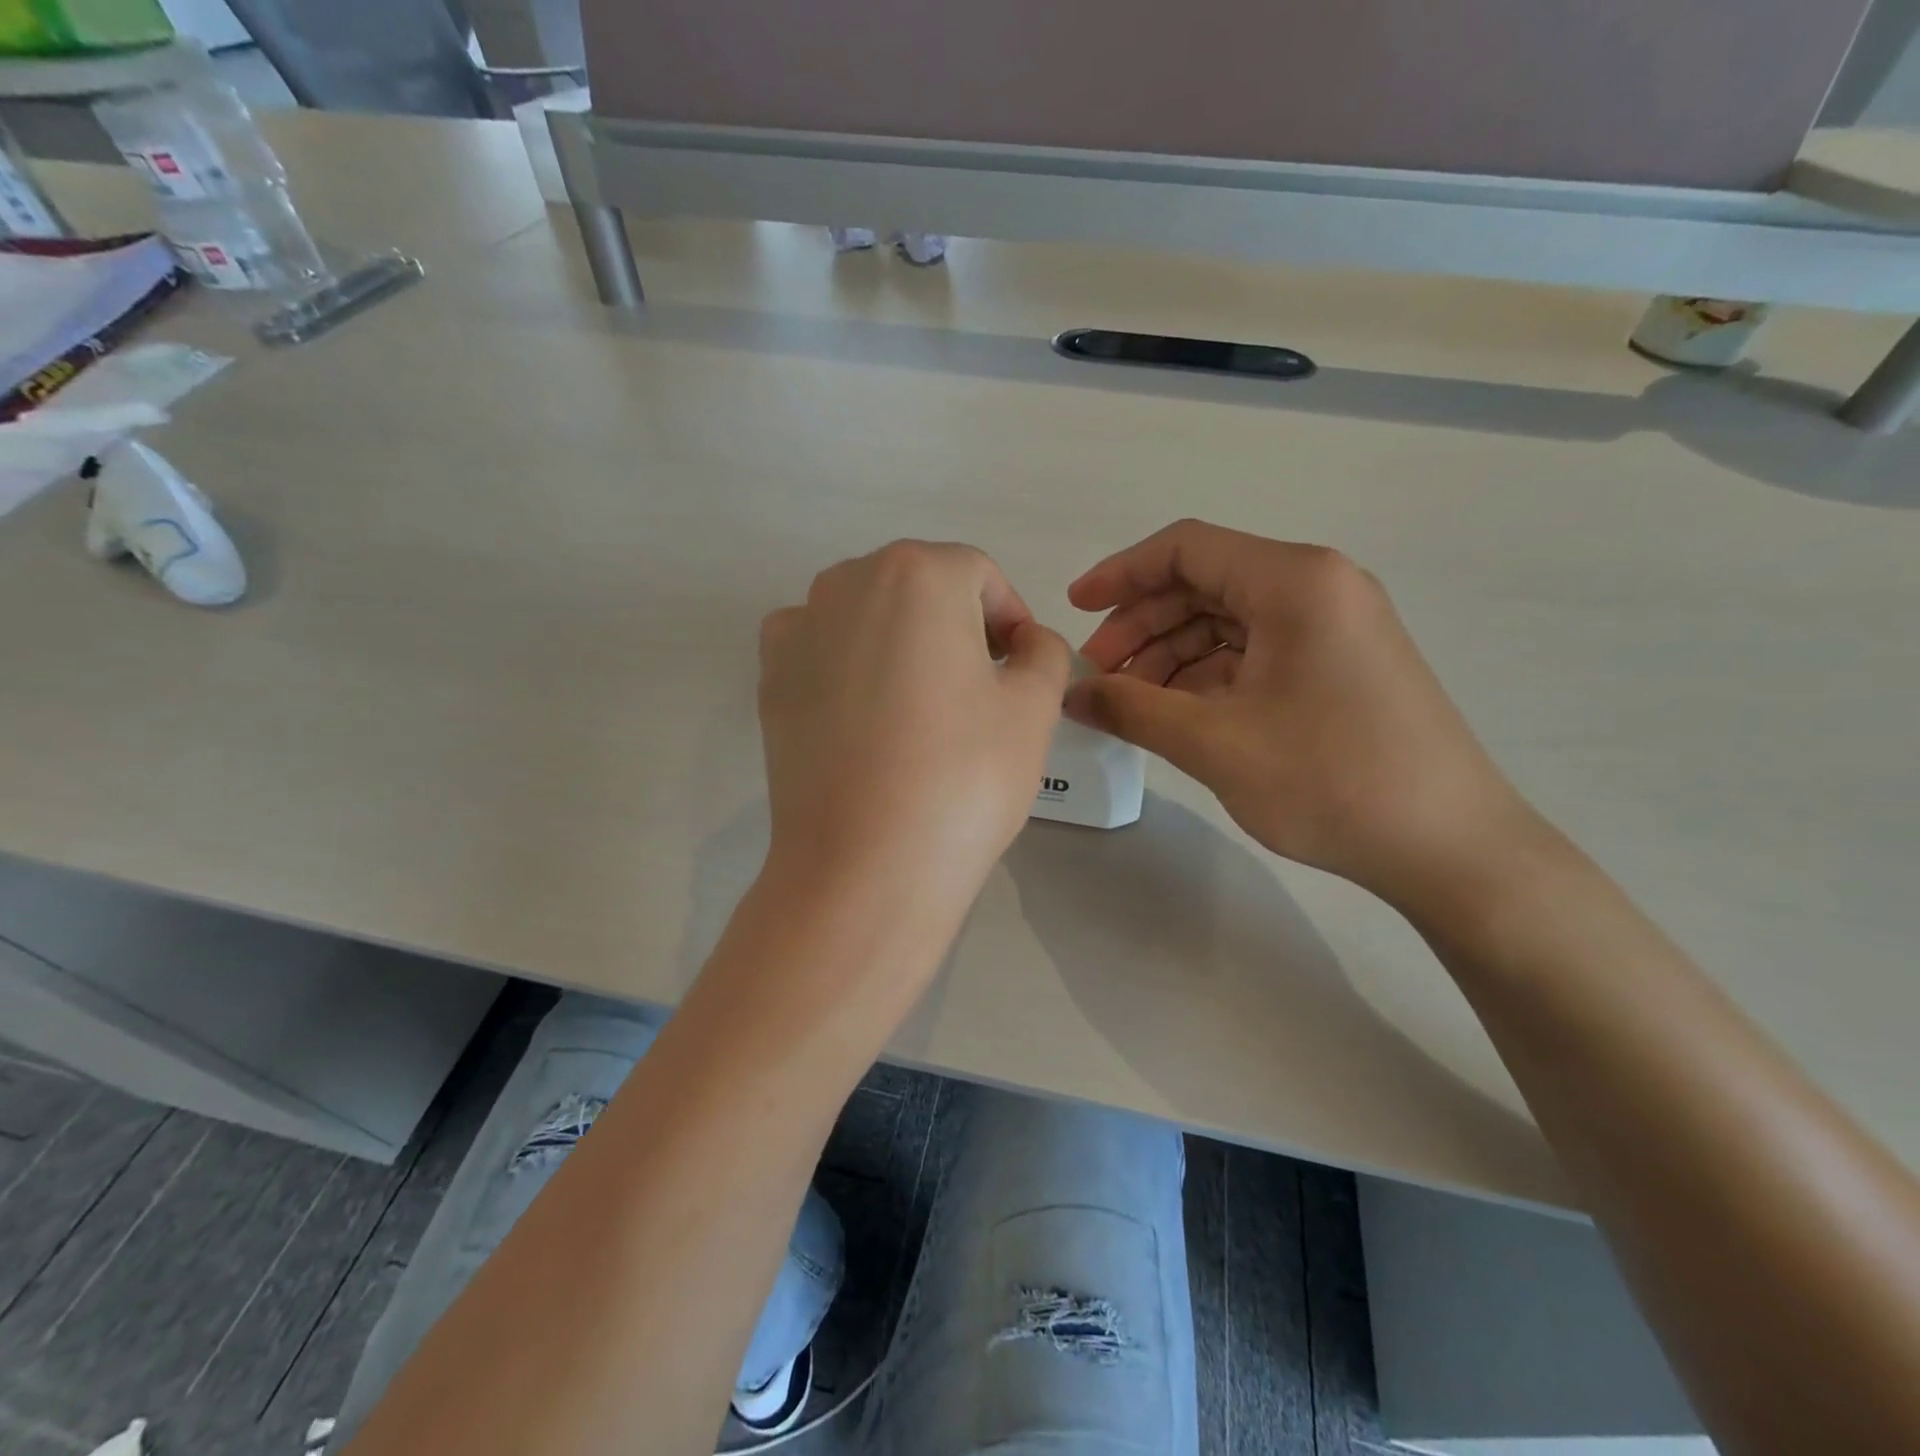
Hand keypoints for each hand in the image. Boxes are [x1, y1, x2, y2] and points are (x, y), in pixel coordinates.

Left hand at [759, 541, 1071, 920]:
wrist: (863, 866)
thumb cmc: (963, 777)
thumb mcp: (1033, 707)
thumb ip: (1043, 652)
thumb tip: (1025, 642)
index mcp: (917, 573)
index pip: (979, 576)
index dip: (1009, 619)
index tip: (1019, 670)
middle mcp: (847, 581)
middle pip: (920, 587)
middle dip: (956, 626)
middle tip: (979, 691)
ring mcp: (798, 628)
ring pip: (869, 614)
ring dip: (903, 642)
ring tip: (922, 708)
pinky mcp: (769, 678)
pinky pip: (822, 647)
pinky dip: (849, 664)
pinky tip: (866, 715)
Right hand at [1066, 520, 1530, 904]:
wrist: (1449, 847)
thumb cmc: (1330, 781)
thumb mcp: (1214, 743)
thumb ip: (1131, 708)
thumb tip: (1071, 695)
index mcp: (1295, 581)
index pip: (1186, 548)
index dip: (1120, 574)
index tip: (1074, 611)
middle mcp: (1319, 587)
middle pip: (1205, 583)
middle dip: (1142, 625)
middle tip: (1098, 676)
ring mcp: (1334, 626)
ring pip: (1227, 621)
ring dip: (1170, 655)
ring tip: (1131, 703)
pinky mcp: (1340, 664)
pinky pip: (1256, 651)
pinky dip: (1208, 676)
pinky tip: (1178, 714)